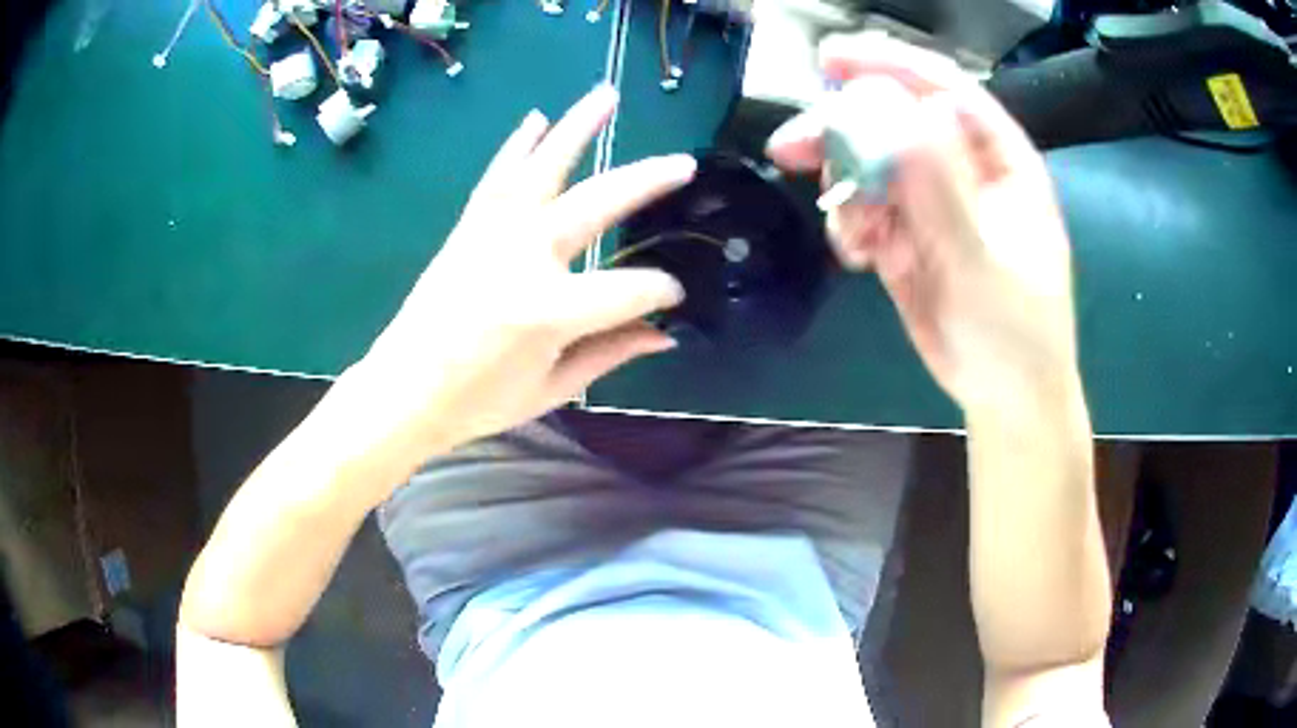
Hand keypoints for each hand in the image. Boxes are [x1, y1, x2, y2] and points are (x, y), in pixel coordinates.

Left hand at [332, 85, 695, 474]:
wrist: (404, 391)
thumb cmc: (478, 402)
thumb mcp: (552, 388)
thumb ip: (611, 353)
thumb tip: (666, 334)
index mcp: (550, 311)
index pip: (630, 289)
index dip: (659, 292)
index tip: (673, 298)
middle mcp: (523, 258)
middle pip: (598, 203)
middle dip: (647, 181)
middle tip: (684, 164)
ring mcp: (492, 235)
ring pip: (543, 168)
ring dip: (577, 128)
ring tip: (606, 95)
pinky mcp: (468, 228)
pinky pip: (497, 178)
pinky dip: (517, 146)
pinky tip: (536, 119)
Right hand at [767, 34, 1079, 412]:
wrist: (1004, 396)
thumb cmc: (1016, 332)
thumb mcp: (983, 263)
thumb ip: (942, 189)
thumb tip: (900, 111)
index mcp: (999, 159)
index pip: (942, 88)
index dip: (887, 65)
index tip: (828, 59)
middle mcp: (962, 169)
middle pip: (891, 121)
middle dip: (841, 132)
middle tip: (790, 148)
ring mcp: (931, 201)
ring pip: (868, 165)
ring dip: (844, 191)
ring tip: (856, 238)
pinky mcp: (906, 235)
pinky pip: (862, 209)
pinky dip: (850, 227)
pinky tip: (861, 257)